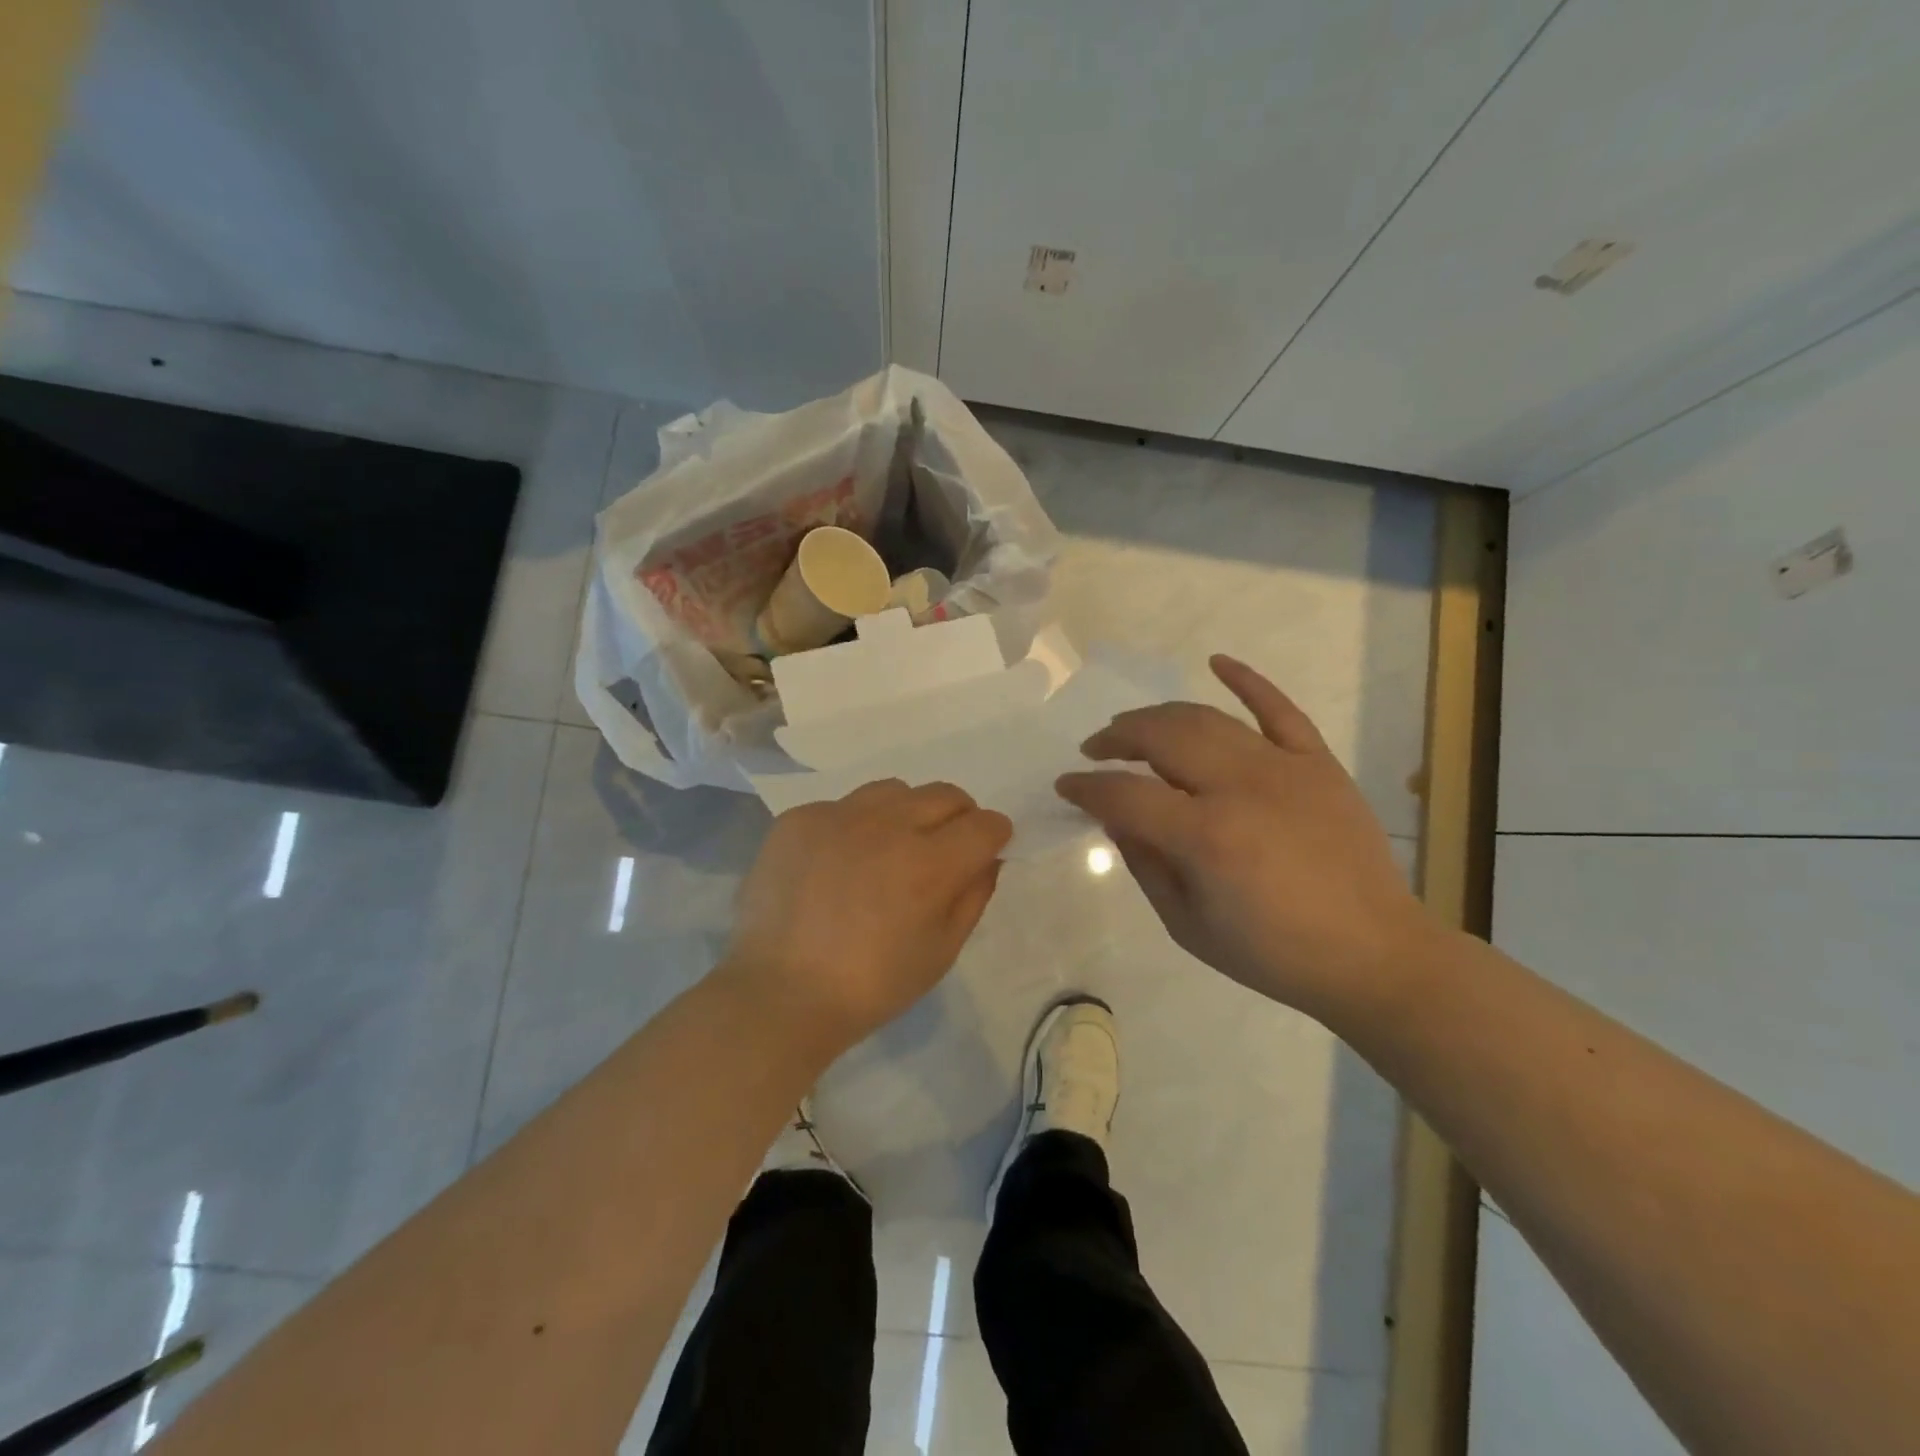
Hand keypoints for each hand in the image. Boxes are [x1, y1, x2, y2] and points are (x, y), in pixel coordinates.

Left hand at [724, 780, 1012, 1052]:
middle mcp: (888, 825)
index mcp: (929, 864)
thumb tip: (987, 859)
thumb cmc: (871, 985)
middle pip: (944, 794)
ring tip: (888, 849)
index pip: (984, 824)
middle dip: (958, 817)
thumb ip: (973, 897)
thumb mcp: (941, 952)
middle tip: (943, 848)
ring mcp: (838, 816)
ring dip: (907, 812)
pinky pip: (843, 806)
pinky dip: (855, 825)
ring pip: (894, 790)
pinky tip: (839, 861)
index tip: (986, 849)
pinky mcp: (799, 819)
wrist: (779, 994)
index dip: (994, 835)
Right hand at [1056, 656, 1433, 1023]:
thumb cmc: (1272, 953)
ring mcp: (1283, 768)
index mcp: (1206, 837)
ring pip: (1207, 718)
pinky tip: (1216, 662)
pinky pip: (1280, 709)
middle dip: (1117, 738)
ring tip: (1134, 726)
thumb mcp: (1188, 925)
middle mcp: (1240, 788)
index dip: (1087, 787)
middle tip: (1096, 749)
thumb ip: (1145, 864)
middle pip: (1161, 737)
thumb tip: (1116, 818)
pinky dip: (1247, 680)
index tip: (1067, 786)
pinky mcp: (1318, 763)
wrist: (1373, 955)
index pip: (1126, 794)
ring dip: (1160, 715)